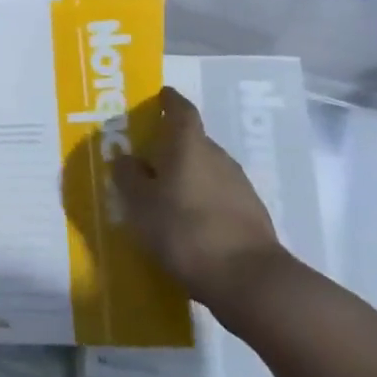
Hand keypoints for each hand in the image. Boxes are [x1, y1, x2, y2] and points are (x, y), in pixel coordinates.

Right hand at [112, 86, 282, 315]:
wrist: (249, 280)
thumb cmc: (185, 230)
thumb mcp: (140, 204)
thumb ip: (129, 177)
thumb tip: (127, 159)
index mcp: (189, 144)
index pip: (179, 109)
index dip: (167, 100)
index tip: (157, 96)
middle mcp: (217, 155)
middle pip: (191, 140)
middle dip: (169, 145)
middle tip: (144, 158)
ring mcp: (238, 184)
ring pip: (204, 169)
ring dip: (184, 175)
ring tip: (162, 195)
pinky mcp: (250, 213)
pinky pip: (216, 195)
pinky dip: (199, 200)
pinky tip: (186, 222)